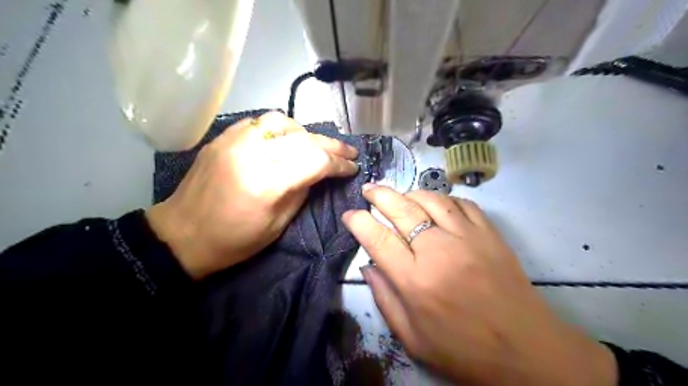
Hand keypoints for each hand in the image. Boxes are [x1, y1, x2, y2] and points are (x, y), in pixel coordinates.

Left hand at [146, 111, 357, 277]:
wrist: (181, 235)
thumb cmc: (233, 241)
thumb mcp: (277, 225)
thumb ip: (302, 192)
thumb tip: (319, 173)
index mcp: (267, 182)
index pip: (315, 161)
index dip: (339, 163)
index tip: (353, 167)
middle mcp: (252, 153)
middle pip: (303, 138)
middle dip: (331, 145)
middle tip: (349, 151)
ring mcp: (234, 141)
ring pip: (281, 122)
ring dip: (305, 133)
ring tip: (316, 146)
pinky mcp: (222, 138)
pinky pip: (259, 123)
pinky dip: (280, 130)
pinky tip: (286, 141)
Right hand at [344, 185, 618, 383]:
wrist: (526, 350)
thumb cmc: (464, 350)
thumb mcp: (413, 339)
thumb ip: (385, 299)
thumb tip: (368, 266)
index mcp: (416, 281)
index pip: (378, 238)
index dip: (358, 221)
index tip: (349, 214)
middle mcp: (438, 251)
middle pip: (402, 210)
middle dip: (379, 195)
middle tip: (368, 190)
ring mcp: (467, 238)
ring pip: (431, 200)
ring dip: (410, 193)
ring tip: (399, 194)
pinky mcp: (490, 234)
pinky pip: (462, 204)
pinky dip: (444, 199)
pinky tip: (436, 203)